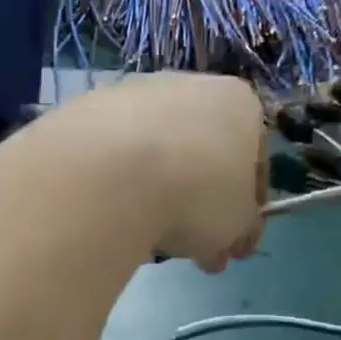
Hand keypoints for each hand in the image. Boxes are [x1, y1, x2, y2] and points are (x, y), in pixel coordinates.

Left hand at [0, 73, 266, 272]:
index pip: (253, 160)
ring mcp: (133, 93)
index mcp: (238, 103)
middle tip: (191, 253)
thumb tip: (235, 238)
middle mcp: (188, 86)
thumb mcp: (237, 225)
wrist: (109, 171)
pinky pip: (114, 156)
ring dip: (157, 196)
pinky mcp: (87, 109)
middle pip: (201, 156)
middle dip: (199, 207)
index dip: (245, 210)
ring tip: (147, 240)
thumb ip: (243, 228)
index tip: (231, 245)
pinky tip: (112, 215)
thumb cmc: (196, 193)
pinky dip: (118, 185)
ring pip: (156, 155)